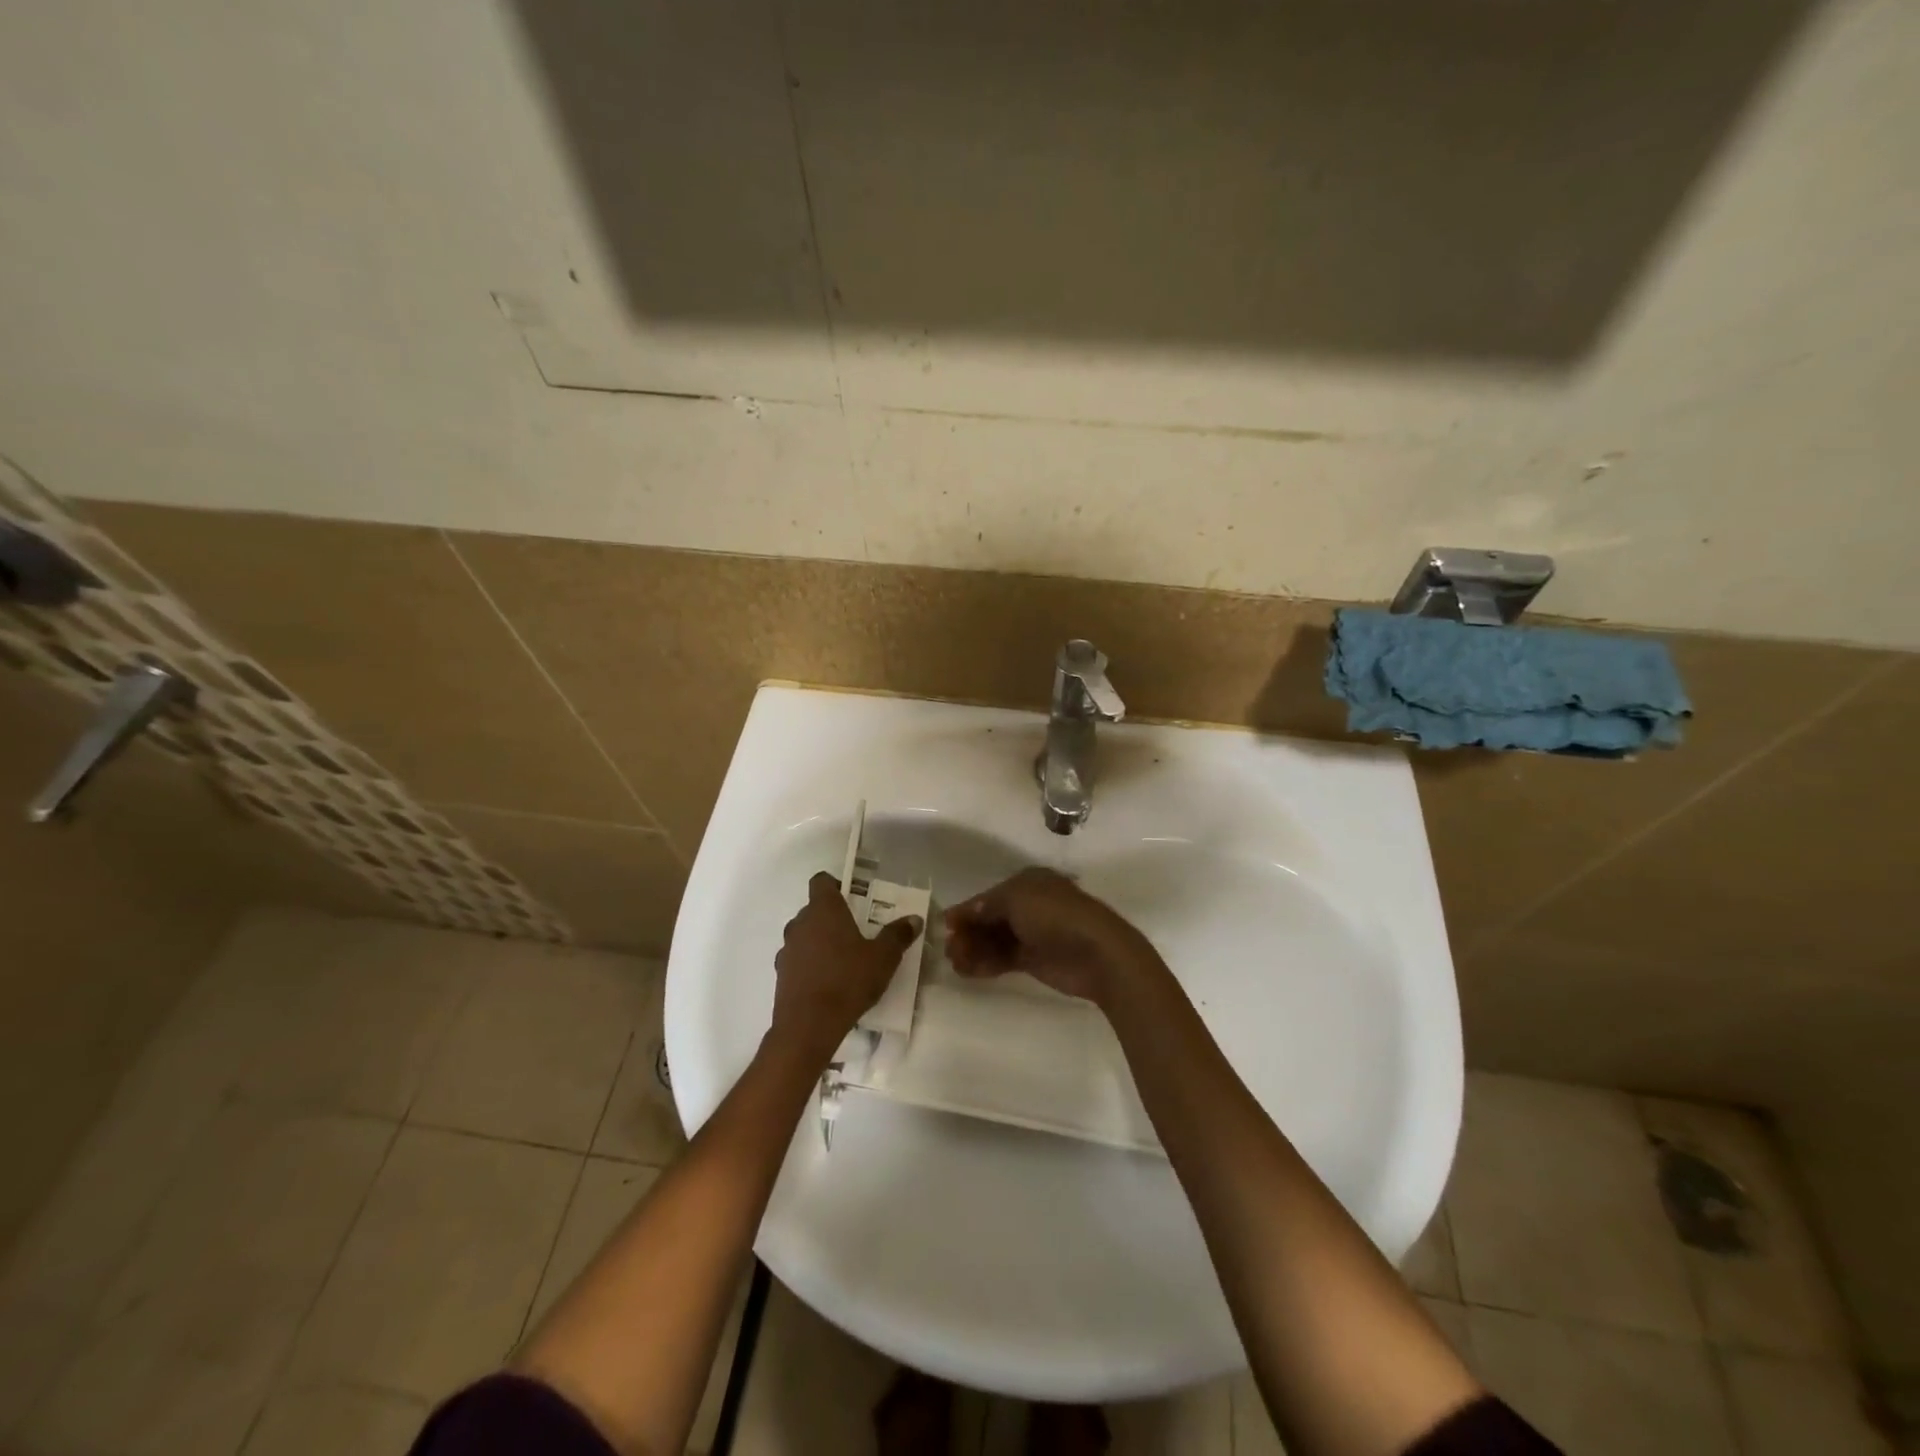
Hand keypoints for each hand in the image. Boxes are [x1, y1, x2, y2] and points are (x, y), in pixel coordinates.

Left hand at [772, 871, 922, 1059]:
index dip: (835, 885)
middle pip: (814, 909)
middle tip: (857, 933)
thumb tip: (914, 919)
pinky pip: (798, 959)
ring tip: (844, 960)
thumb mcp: (883, 958)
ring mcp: (787, 949)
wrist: (808, 1026)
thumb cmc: (848, 981)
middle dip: (833, 917)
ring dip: (820, 941)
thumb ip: (898, 935)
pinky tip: (828, 982)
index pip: (821, 881)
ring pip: (805, 935)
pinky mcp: (781, 974)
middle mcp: (800, 923)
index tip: (853, 899)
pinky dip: (810, 964)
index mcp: (823, 910)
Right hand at [944, 868, 1161, 1006]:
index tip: (945, 925)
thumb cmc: (1056, 915)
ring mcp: (1033, 934)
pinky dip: (986, 964)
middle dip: (969, 932)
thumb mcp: (1016, 899)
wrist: (1097, 953)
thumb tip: (965, 912)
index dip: (967, 909)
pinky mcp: (1035, 960)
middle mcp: (1029, 905)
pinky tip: (968, 972)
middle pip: (990, 919)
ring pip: (995, 940)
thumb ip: (987, 905)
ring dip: (974, 950)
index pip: (989, 895)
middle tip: (949, 949)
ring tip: (955, 963)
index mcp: (1028, 883)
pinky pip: (1004, 959)